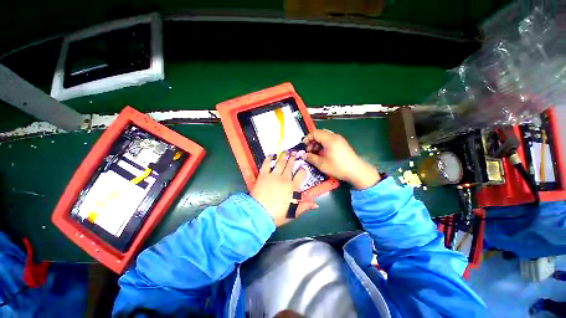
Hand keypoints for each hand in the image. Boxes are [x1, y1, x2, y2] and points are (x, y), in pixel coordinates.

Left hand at [251, 152, 318, 226]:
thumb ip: (305, 207)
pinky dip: (268, 159)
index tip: (302, 167)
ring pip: (280, 162)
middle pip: (290, 166)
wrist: (259, 214)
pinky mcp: (263, 175)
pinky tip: (271, 155)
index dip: (302, 170)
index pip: (301, 174)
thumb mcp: (293, 213)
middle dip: (293, 158)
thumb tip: (316, 204)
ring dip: (283, 156)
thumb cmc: (277, 215)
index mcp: (293, 187)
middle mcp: (284, 179)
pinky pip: (266, 164)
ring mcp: (273, 176)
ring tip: (286, 151)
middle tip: (294, 153)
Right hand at [302, 129, 380, 189]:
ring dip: (318, 143)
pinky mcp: (342, 144)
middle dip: (312, 141)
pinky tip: (322, 153)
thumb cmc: (338, 167)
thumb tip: (303, 155)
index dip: (307, 138)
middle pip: (320, 134)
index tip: (304, 146)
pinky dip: (323, 145)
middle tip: (309, 150)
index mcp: (329, 139)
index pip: (315, 133)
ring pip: (325, 137)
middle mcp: (335, 137)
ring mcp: (339, 140)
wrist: (356, 171)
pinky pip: (330, 140)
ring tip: (315, 153)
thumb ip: (311, 158)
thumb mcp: (321, 164)